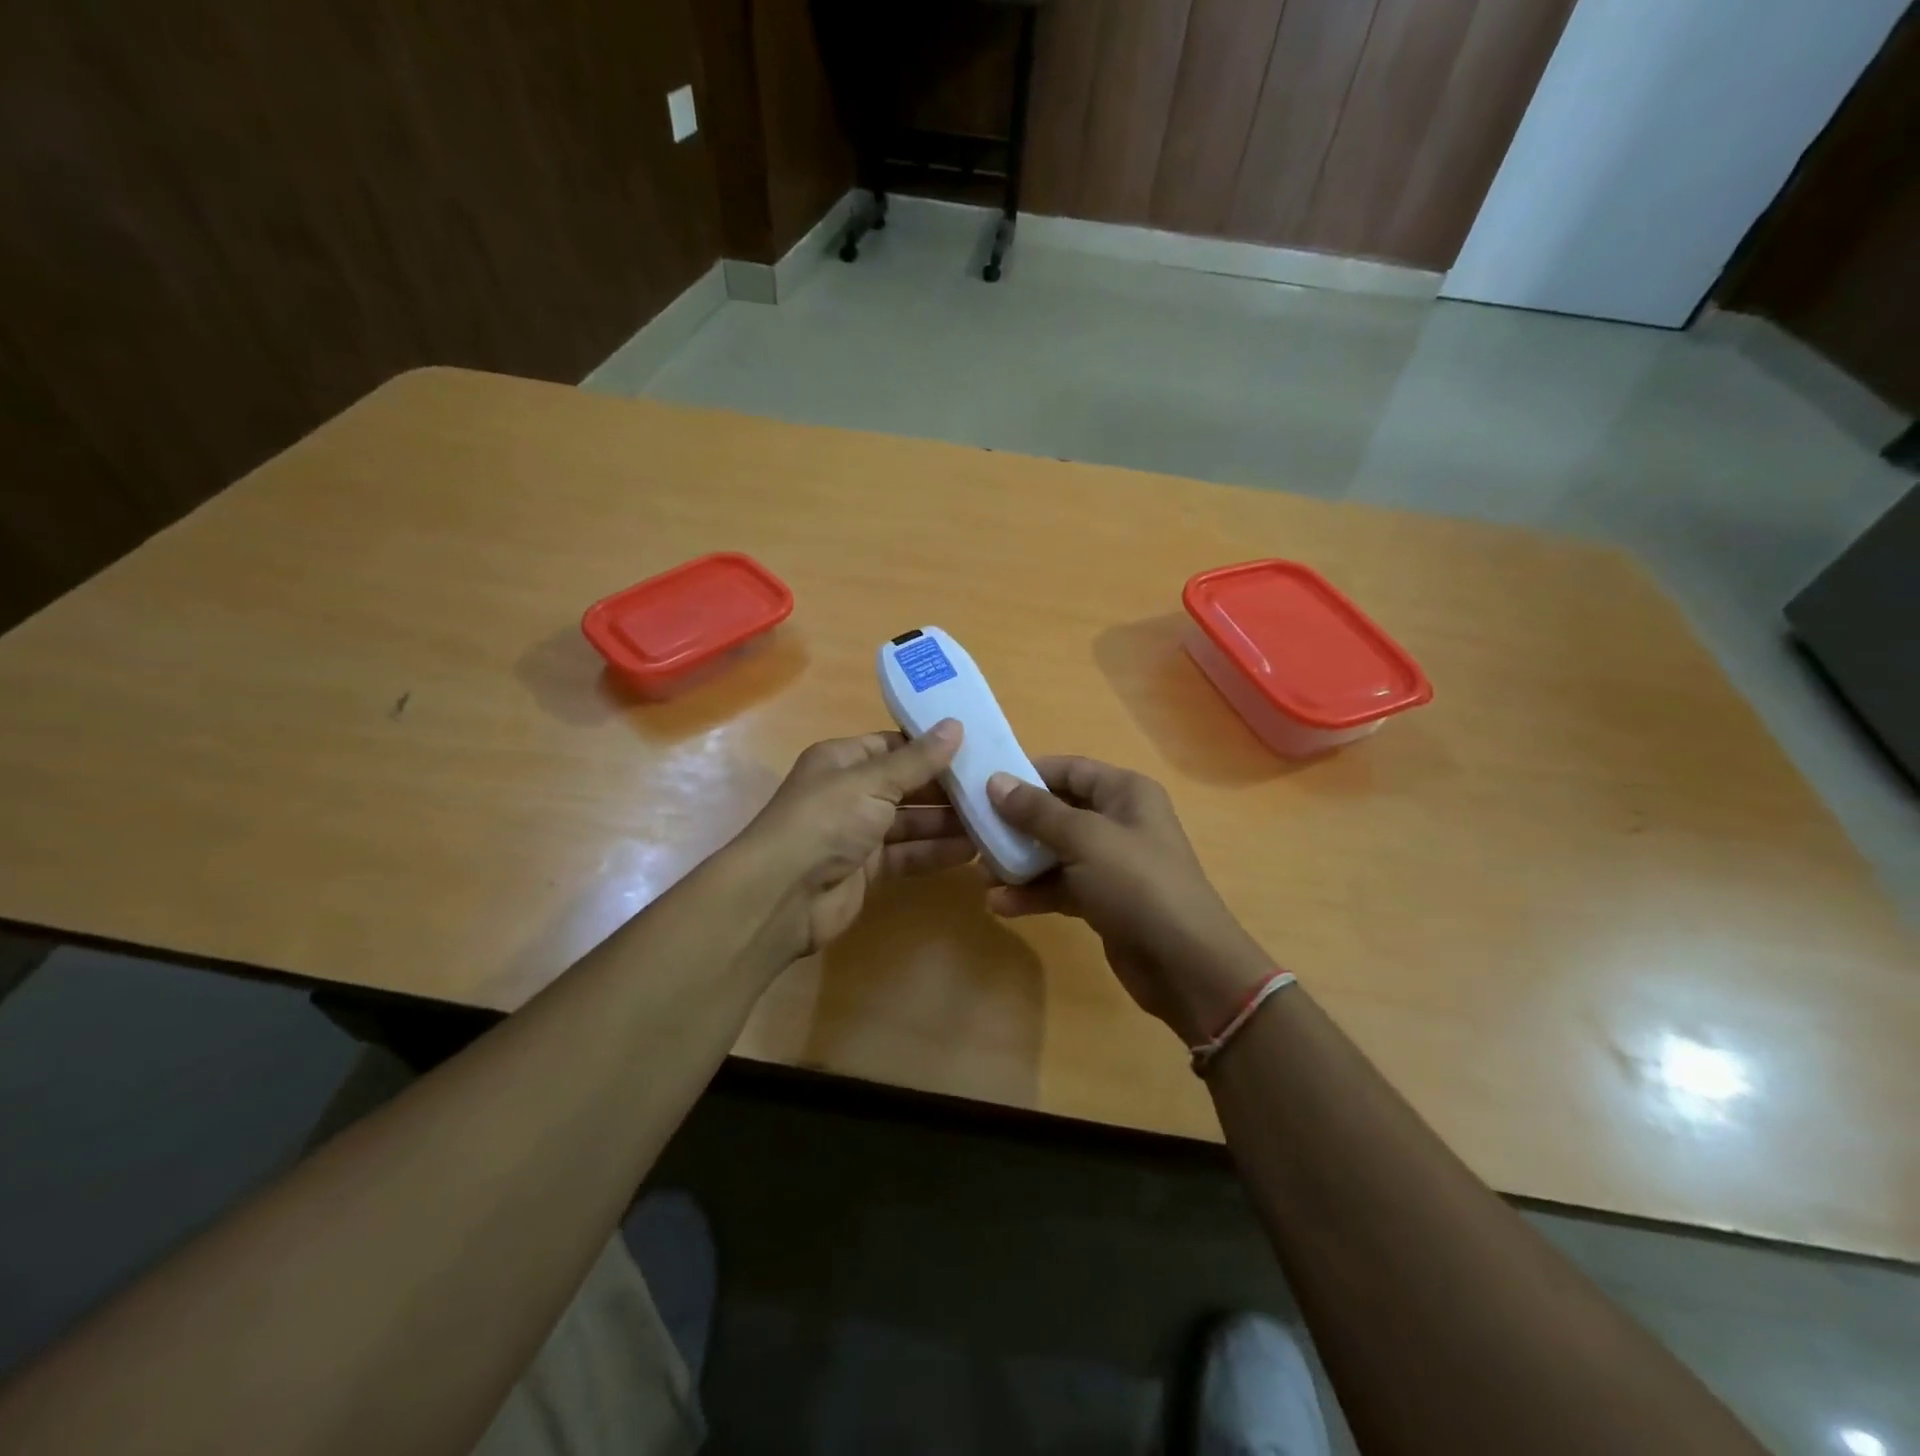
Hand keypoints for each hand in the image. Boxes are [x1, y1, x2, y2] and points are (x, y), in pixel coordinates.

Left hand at [740, 721, 972, 959]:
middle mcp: (850, 793)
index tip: (975, 747)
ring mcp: (858, 833)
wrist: (783, 896)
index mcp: (842, 760)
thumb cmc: (825, 822)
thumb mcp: (872, 782)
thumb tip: (955, 725)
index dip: (931, 747)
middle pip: (906, 785)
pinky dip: (935, 852)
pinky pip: (908, 854)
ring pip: (911, 822)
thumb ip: (917, 760)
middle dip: (945, 787)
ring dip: (947, 822)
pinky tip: (972, 851)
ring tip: (992, 819)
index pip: (893, 745)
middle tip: (993, 787)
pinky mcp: (867, 870)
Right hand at [986, 758, 1273, 1045]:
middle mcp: (1119, 820)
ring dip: (1020, 863)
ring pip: (1055, 852)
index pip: (1068, 769)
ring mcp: (1111, 863)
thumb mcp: (1085, 839)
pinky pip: (1061, 886)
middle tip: (975, 834)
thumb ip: (1037, 811)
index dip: (1027, 774)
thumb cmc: (1137, 884)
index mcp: (1124, 792)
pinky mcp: (1104, 899)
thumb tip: (996, 781)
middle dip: (1017, 824)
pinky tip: (1002, 904)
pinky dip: (1034, 893)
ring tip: (982, 877)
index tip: (984, 786)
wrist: (1185, 965)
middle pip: (1057, 811)